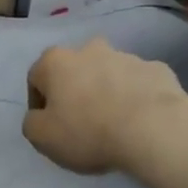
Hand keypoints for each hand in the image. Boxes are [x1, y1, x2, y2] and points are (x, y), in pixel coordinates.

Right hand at [23, 40, 187, 175]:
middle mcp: (89, 49)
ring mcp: (126, 56)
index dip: (40, 105)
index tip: (51, 127)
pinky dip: (136, 96)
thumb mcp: (42, 138)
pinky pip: (138, 83)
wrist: (153, 128)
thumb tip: (40, 116)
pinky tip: (141, 119)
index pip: (36, 79)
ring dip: (106, 91)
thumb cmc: (88, 131)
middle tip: (82, 122)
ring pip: (108, 74)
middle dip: (75, 91)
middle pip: (74, 71)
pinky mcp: (156, 68)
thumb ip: (32, 123)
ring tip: (116, 123)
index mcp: (56, 61)